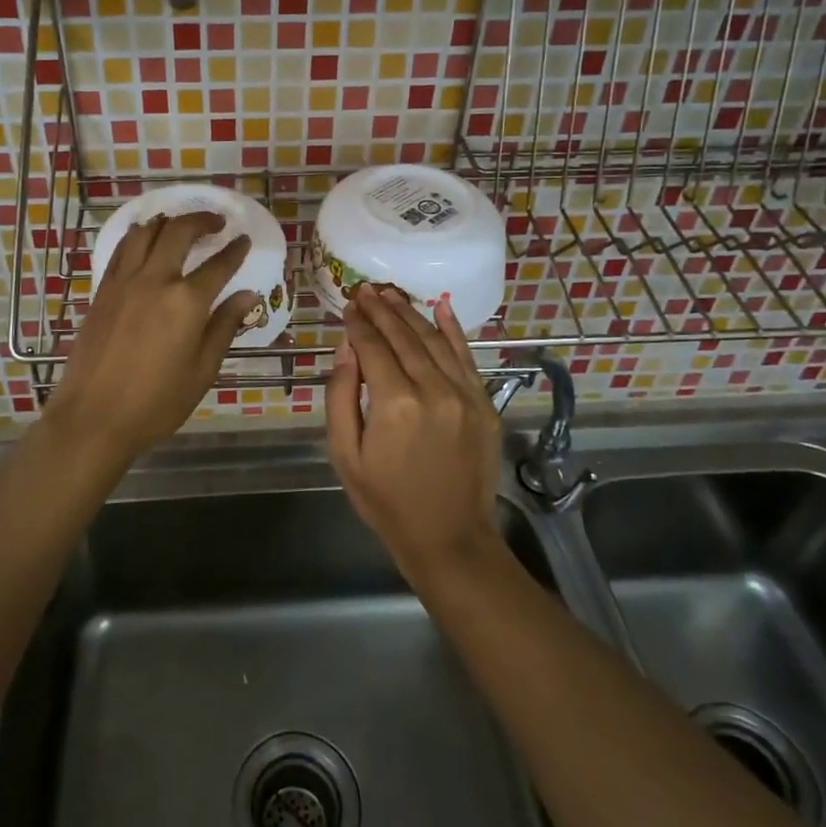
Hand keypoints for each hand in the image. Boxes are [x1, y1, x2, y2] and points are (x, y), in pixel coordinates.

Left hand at [45, 211, 257, 476]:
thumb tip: (247, 295)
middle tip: (216, 222)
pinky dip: (138, 236)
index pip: (219, 265)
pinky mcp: (102, 290)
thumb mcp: (202, 371)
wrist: (93, 418)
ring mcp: (124, 282)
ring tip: (180, 225)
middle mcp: (155, 280)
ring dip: (168, 222)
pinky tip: (144, 240)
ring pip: (146, 232)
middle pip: (180, 232)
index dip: (235, 250)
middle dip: (202, 220)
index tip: (244, 240)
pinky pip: (122, 249)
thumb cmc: (156, 403)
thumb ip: (224, 327)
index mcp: (187, 302)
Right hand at [327, 284, 502, 582]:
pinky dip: (453, 329)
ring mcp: (464, 394)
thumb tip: (347, 347)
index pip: (373, 347)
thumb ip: (342, 395)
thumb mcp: (345, 454)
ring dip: (410, 313)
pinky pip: (466, 356)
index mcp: (395, 403)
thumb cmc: (386, 500)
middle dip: (382, 310)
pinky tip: (439, 306)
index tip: (347, 305)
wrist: (449, 538)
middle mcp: (432, 389)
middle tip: (365, 289)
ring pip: (434, 340)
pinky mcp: (484, 404)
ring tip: (390, 294)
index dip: (358, 323)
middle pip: (404, 336)